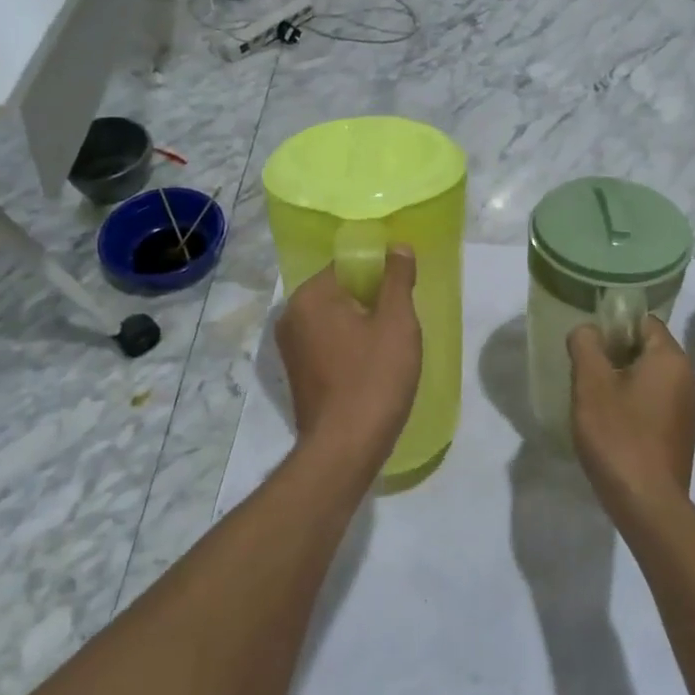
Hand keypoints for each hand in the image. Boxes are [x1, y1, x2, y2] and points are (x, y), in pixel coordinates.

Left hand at [276, 248, 422, 471]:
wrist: (346, 447)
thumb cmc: (375, 378)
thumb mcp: (397, 322)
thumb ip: (397, 278)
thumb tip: (396, 247)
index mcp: (310, 296)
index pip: (348, 265)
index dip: (380, 274)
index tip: (403, 294)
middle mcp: (291, 316)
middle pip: (340, 292)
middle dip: (372, 301)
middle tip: (402, 322)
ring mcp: (290, 348)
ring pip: (335, 320)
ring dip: (362, 325)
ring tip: (391, 346)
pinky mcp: (297, 374)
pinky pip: (328, 344)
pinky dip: (349, 347)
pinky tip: (372, 366)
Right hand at [567, 315, 694, 511]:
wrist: (648, 504)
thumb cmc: (619, 436)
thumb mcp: (591, 384)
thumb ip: (586, 346)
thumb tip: (588, 330)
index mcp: (671, 359)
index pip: (644, 322)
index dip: (614, 325)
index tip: (588, 344)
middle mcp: (687, 379)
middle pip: (647, 349)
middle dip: (614, 355)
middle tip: (584, 371)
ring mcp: (686, 410)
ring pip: (649, 379)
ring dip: (622, 381)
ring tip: (592, 400)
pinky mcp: (680, 436)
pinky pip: (654, 405)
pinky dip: (632, 405)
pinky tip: (610, 425)